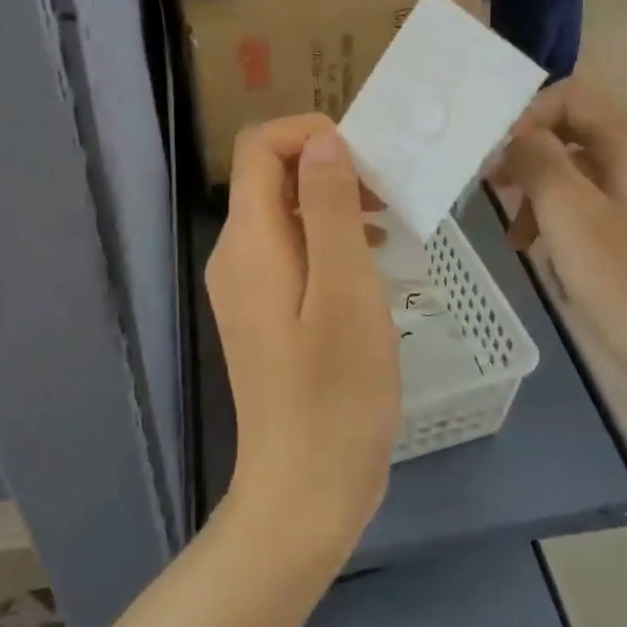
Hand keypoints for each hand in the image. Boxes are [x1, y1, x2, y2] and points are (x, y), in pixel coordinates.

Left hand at [206, 116, 400, 559]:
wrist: (304, 491)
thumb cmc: (335, 393)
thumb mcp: (346, 290)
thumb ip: (329, 208)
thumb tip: (323, 143)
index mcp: (249, 241)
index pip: (260, 147)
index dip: (311, 134)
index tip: (368, 162)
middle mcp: (236, 255)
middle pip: (273, 178)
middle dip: (331, 170)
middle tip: (391, 196)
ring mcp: (246, 288)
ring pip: (287, 216)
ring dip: (336, 207)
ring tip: (389, 230)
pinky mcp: (264, 314)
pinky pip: (292, 253)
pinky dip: (330, 243)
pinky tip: (370, 270)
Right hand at [491, 79, 626, 406]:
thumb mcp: (571, 218)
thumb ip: (538, 162)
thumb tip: (518, 136)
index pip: (573, 96)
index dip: (525, 118)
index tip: (492, 162)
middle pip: (579, 134)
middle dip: (531, 162)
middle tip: (494, 196)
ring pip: (589, 175)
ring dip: (546, 199)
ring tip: (519, 243)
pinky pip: (607, 209)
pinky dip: (573, 224)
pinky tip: (558, 263)